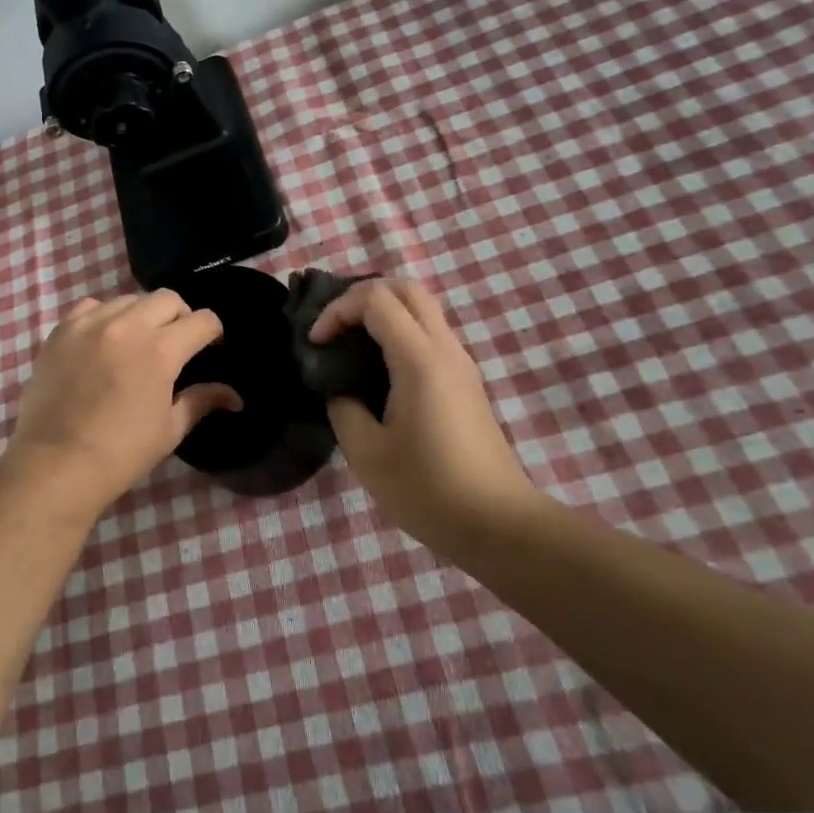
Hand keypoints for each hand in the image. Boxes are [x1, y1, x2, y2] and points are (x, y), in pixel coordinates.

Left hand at [7, 291, 241, 513]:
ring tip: (137, 342)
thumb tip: (233, 396)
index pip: (202, 320)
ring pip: (129, 299)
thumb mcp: (169, 430)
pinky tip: (104, 340)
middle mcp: (127, 326)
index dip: (213, 332)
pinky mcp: (62, 330)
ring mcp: (90, 324)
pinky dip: (105, 316)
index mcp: (160, 351)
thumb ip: (201, 401)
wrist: (54, 465)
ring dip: (143, 315)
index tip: (211, 346)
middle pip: (167, 298)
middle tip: (176, 343)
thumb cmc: (120, 454)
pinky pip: (91, 307)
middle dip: (181, 316)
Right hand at [311, 277, 543, 548]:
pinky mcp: (466, 382)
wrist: (497, 523)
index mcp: (419, 360)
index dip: (338, 311)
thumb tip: (342, 389)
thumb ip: (343, 407)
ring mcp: (461, 364)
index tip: (316, 344)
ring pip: (422, 309)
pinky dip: (398, 331)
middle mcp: (445, 349)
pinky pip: (430, 334)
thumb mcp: (366, 453)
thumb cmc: (427, 489)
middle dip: (362, 296)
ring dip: (382, 312)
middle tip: (334, 326)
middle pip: (406, 288)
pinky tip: (377, 368)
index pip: (376, 300)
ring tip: (350, 343)